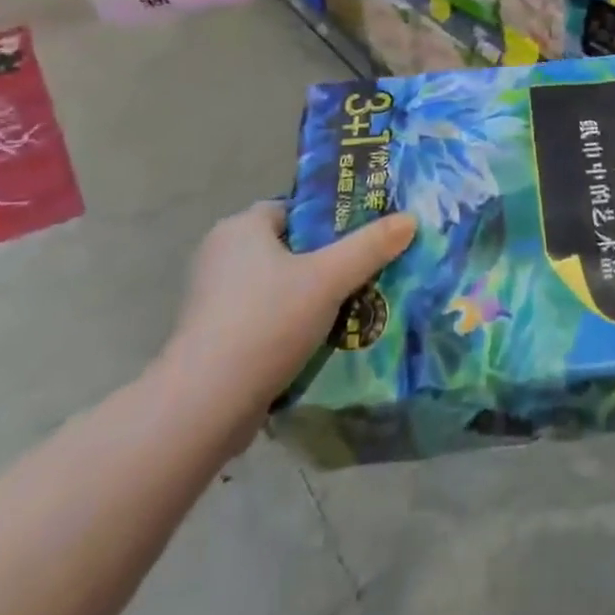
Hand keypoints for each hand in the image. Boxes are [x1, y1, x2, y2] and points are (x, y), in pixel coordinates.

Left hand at [160, 200, 415, 430]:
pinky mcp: (212, 337)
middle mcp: (220, 254)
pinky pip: (261, 318)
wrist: (205, 405)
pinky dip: (287, 326)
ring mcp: (212, 299)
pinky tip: (317, 343)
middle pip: (288, 248)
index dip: (329, 221)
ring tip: (350, 310)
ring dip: (308, 298)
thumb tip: (410, 219)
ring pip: (276, 286)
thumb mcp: (329, 278)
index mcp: (241, 227)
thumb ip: (370, 246)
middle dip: (324, 262)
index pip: (294, 210)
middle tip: (364, 275)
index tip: (361, 239)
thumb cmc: (267, 321)